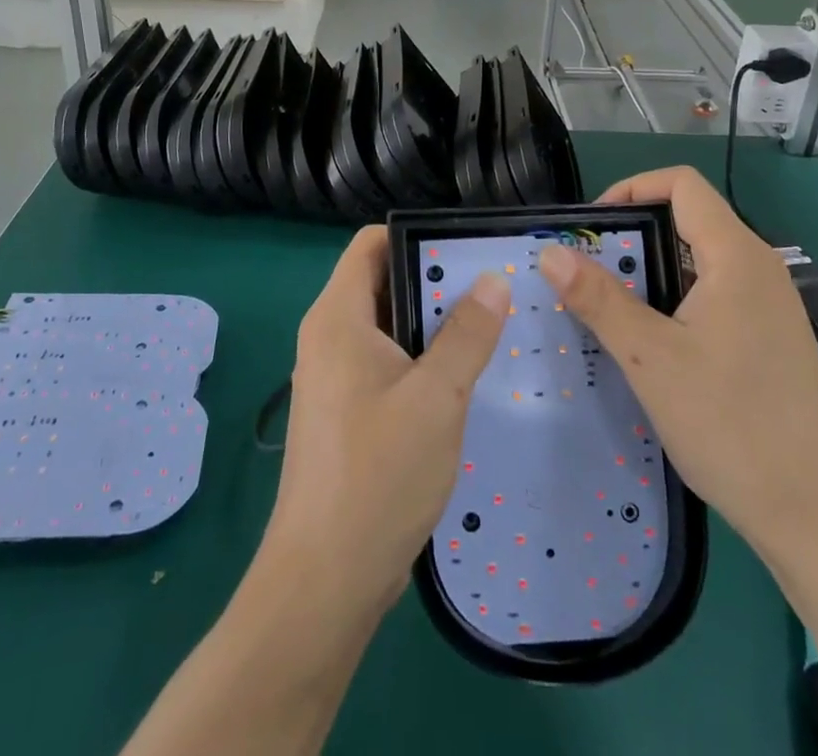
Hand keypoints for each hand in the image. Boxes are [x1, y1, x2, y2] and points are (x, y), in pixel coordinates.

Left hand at [263, 226, 510, 618]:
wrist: (325, 581)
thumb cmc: (378, 475)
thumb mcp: (437, 398)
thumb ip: (467, 334)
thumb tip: (493, 279)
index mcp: (338, 317)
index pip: (370, 244)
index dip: (416, 235)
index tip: (466, 249)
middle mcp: (328, 336)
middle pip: (382, 281)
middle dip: (434, 280)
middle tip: (493, 288)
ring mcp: (333, 375)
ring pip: (387, 325)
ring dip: (432, 323)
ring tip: (489, 326)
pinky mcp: (344, 410)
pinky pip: (384, 362)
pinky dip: (419, 358)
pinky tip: (462, 377)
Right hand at [537, 166, 817, 552]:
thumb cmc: (733, 426)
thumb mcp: (652, 359)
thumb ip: (599, 299)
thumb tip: (550, 250)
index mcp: (736, 256)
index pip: (680, 184)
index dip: (631, 189)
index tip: (592, 229)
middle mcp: (758, 268)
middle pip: (687, 221)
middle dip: (632, 239)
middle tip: (589, 277)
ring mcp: (770, 306)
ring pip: (698, 262)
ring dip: (650, 274)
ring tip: (611, 313)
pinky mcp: (771, 340)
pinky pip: (714, 296)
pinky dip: (675, 302)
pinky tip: (653, 347)